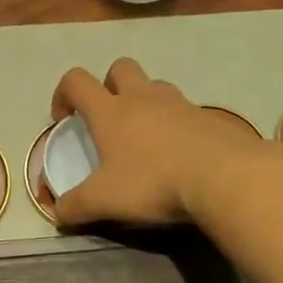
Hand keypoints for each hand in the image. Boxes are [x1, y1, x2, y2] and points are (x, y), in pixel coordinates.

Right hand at [48, 58, 263, 225]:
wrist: (225, 178)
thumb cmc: (153, 182)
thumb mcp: (105, 201)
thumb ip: (76, 207)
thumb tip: (58, 214)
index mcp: (110, 111)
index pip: (76, 81)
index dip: (63, 93)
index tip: (64, 119)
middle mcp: (143, 98)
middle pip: (120, 69)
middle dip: (107, 85)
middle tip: (107, 118)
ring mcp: (180, 104)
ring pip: (155, 86)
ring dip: (144, 101)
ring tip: (144, 136)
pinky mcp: (210, 117)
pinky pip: (185, 110)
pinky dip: (176, 124)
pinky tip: (178, 153)